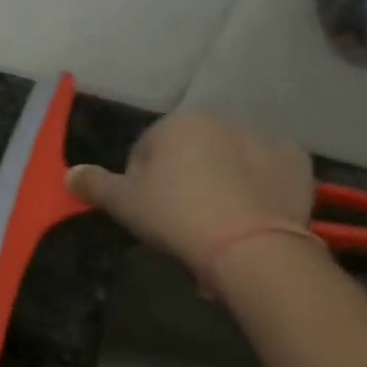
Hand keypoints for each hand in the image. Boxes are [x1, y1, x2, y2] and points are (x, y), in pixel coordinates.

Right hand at [68, 114, 313, 272]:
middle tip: (182, 220)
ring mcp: (262, 138)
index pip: (145, 150)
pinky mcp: (297, 161)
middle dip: (185, 178)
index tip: (149, 213)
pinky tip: (252, 214)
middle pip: (190, 151)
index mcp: (175, 124)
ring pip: (230, 159)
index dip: (142, 183)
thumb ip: (94, 185)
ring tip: (220, 222)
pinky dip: (260, 185)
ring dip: (222, 180)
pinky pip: (268, 171)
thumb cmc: (176, 216)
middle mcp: (219, 120)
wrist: (251, 246)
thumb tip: (69, 174)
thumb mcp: (123, 204)